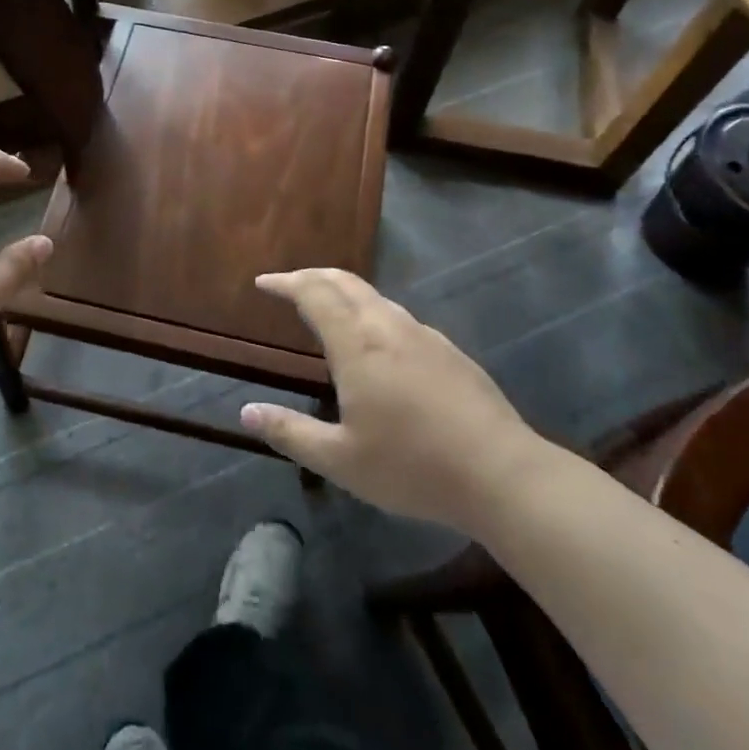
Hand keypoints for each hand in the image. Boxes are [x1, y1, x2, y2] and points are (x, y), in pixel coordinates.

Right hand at [243, 268, 542, 529]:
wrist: (502, 473)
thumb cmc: (413, 466)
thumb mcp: (340, 460)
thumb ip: (291, 433)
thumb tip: (246, 412)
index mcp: (357, 344)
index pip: (314, 294)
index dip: (286, 283)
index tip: (264, 284)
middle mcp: (388, 326)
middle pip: (345, 282)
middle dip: (313, 276)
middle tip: (290, 284)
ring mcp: (424, 335)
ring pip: (375, 297)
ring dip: (344, 292)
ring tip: (328, 309)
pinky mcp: (449, 351)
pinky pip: (400, 317)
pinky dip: (373, 313)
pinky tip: (378, 343)